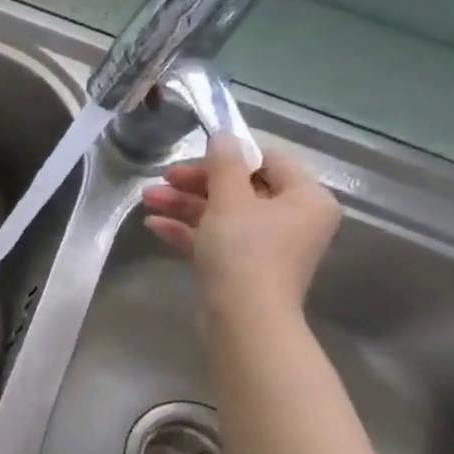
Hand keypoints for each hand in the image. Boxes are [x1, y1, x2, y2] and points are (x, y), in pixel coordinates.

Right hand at [141, 135, 340, 320]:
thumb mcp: (229, 200)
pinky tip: (154, 225)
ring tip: (148, 200)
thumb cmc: (244, 251)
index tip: (193, 154)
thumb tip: (224, 136)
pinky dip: (187, 230)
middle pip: (241, 188)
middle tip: (162, 178)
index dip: (229, 155)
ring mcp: (267, 246)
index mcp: (305, 198)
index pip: (269, 161)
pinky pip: (215, 239)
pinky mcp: (242, 267)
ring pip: (222, 214)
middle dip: (196, 183)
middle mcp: (292, 219)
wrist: (244, 317)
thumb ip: (225, 164)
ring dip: (184, 205)